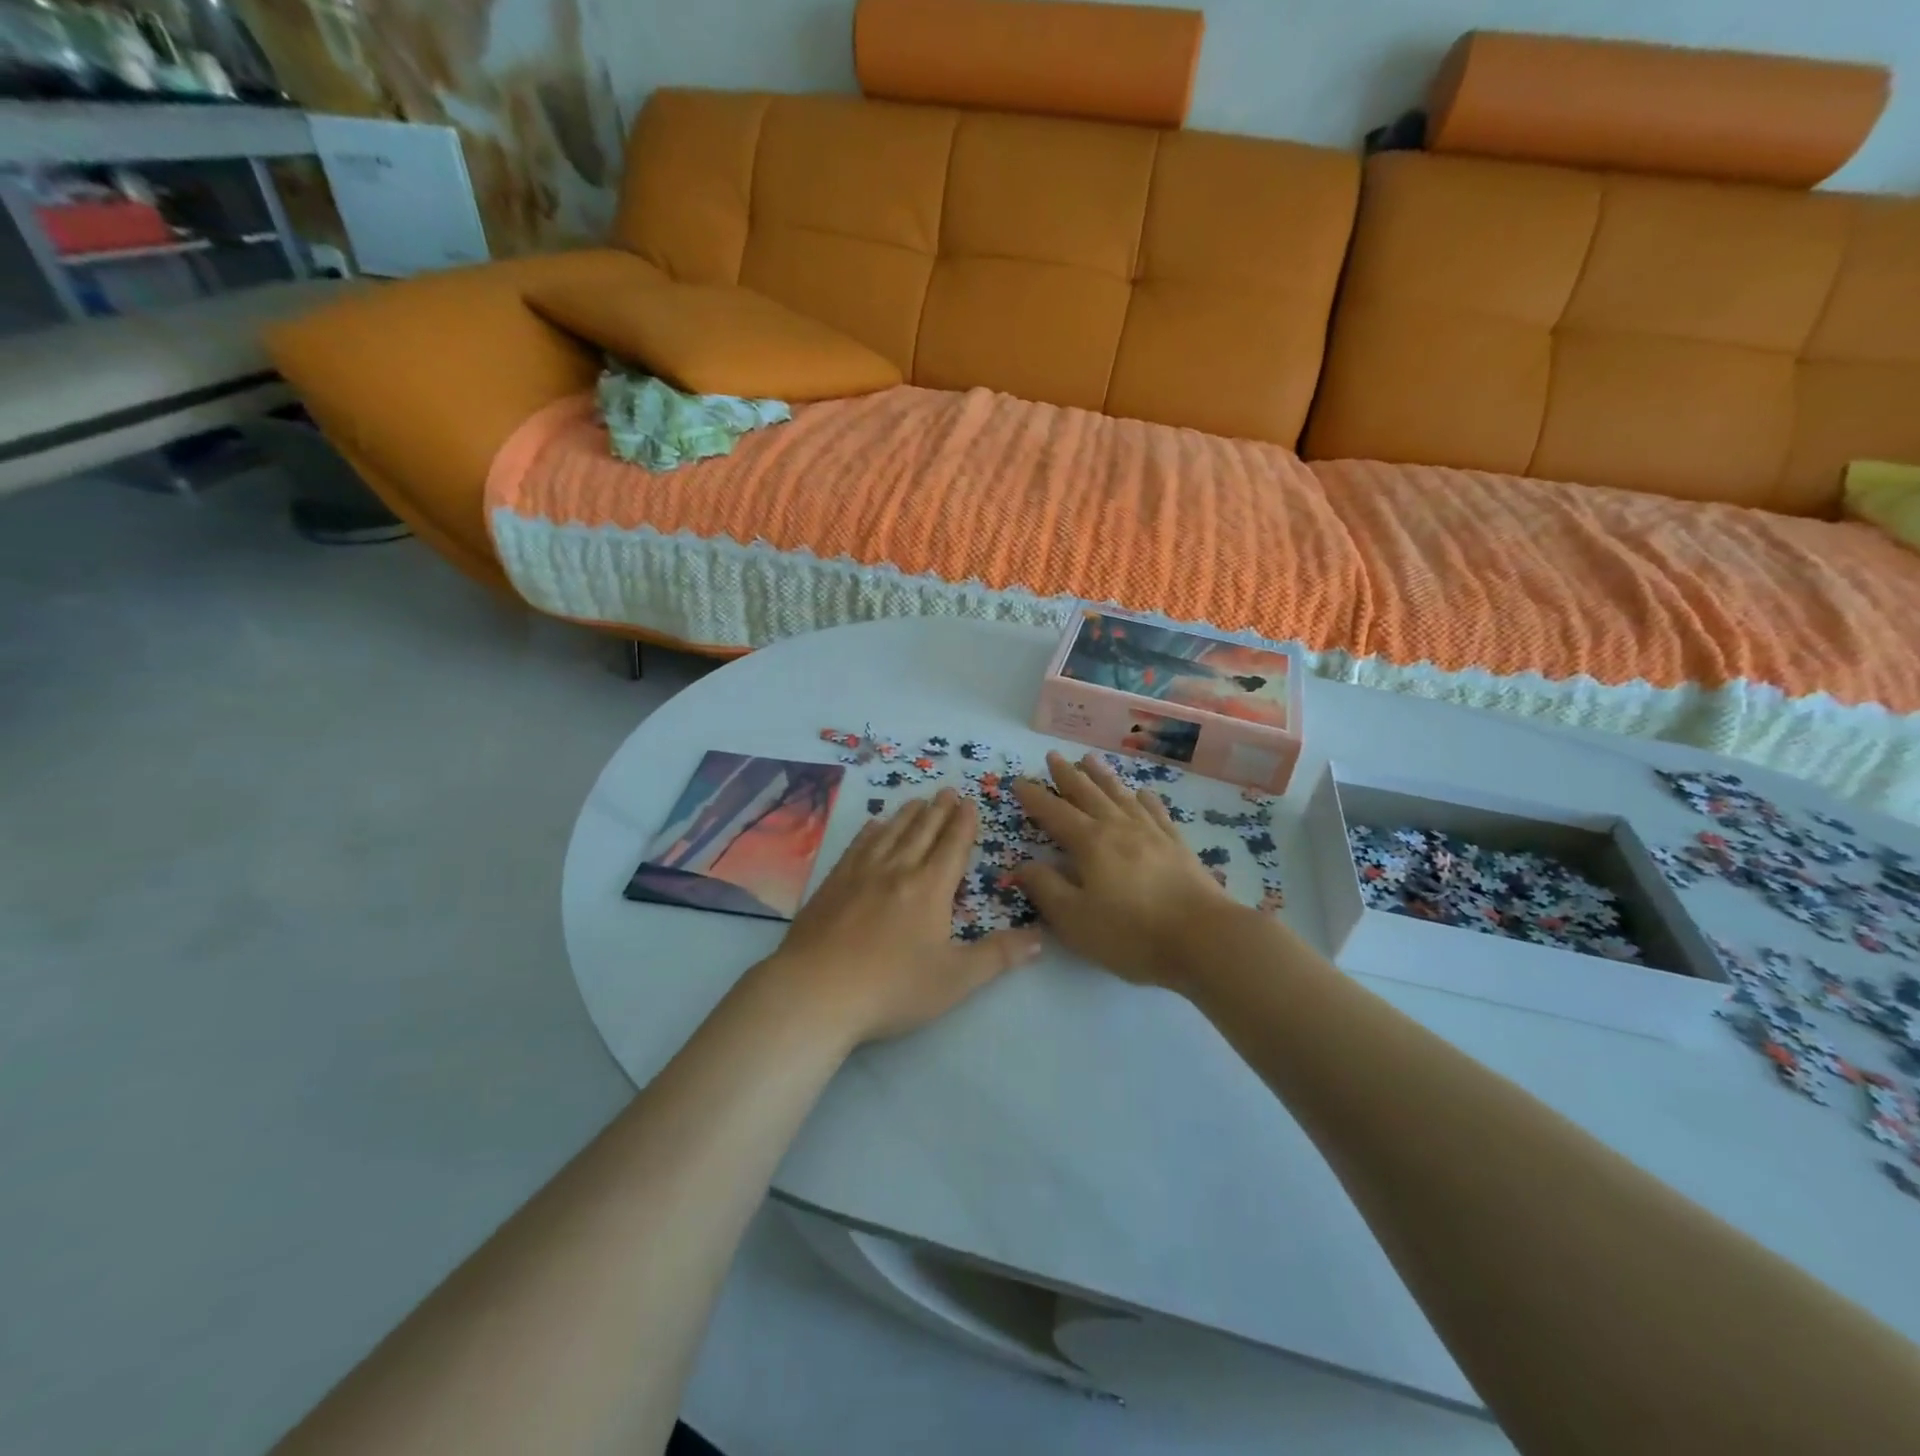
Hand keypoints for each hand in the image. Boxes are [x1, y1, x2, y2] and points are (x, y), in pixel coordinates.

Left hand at [765, 788, 1041, 1045]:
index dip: (963, 823)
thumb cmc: (892, 988)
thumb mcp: (955, 979)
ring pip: (890, 832)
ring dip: (908, 814)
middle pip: (922, 831)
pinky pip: (858, 846)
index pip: (952, 846)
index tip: (969, 803)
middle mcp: (897, 870)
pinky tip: (874, 826)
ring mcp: (860, 873)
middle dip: (939, 810)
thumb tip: (1040, 937)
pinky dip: (871, 831)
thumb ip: (998, 956)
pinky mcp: (832, 883)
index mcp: (930, 888)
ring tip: (918, 800)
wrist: (817, 991)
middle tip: (948, 790)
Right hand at [1013, 752, 1230, 989]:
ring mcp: (1151, 833)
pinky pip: (1156, 812)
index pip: (1054, 813)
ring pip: (1120, 795)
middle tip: (1053, 756)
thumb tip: (1022, 865)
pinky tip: (1142, 793)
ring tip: (1090, 758)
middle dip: (1067, 775)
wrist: (1205, 938)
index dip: (1034, 797)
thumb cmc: (1132, 933)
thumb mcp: (1075, 920)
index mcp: (1090, 843)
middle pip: (1088, 794)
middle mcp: (1118, 828)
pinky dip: (1145, 799)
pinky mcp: (1177, 845)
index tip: (1018, 781)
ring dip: (1102, 776)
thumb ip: (1046, 889)